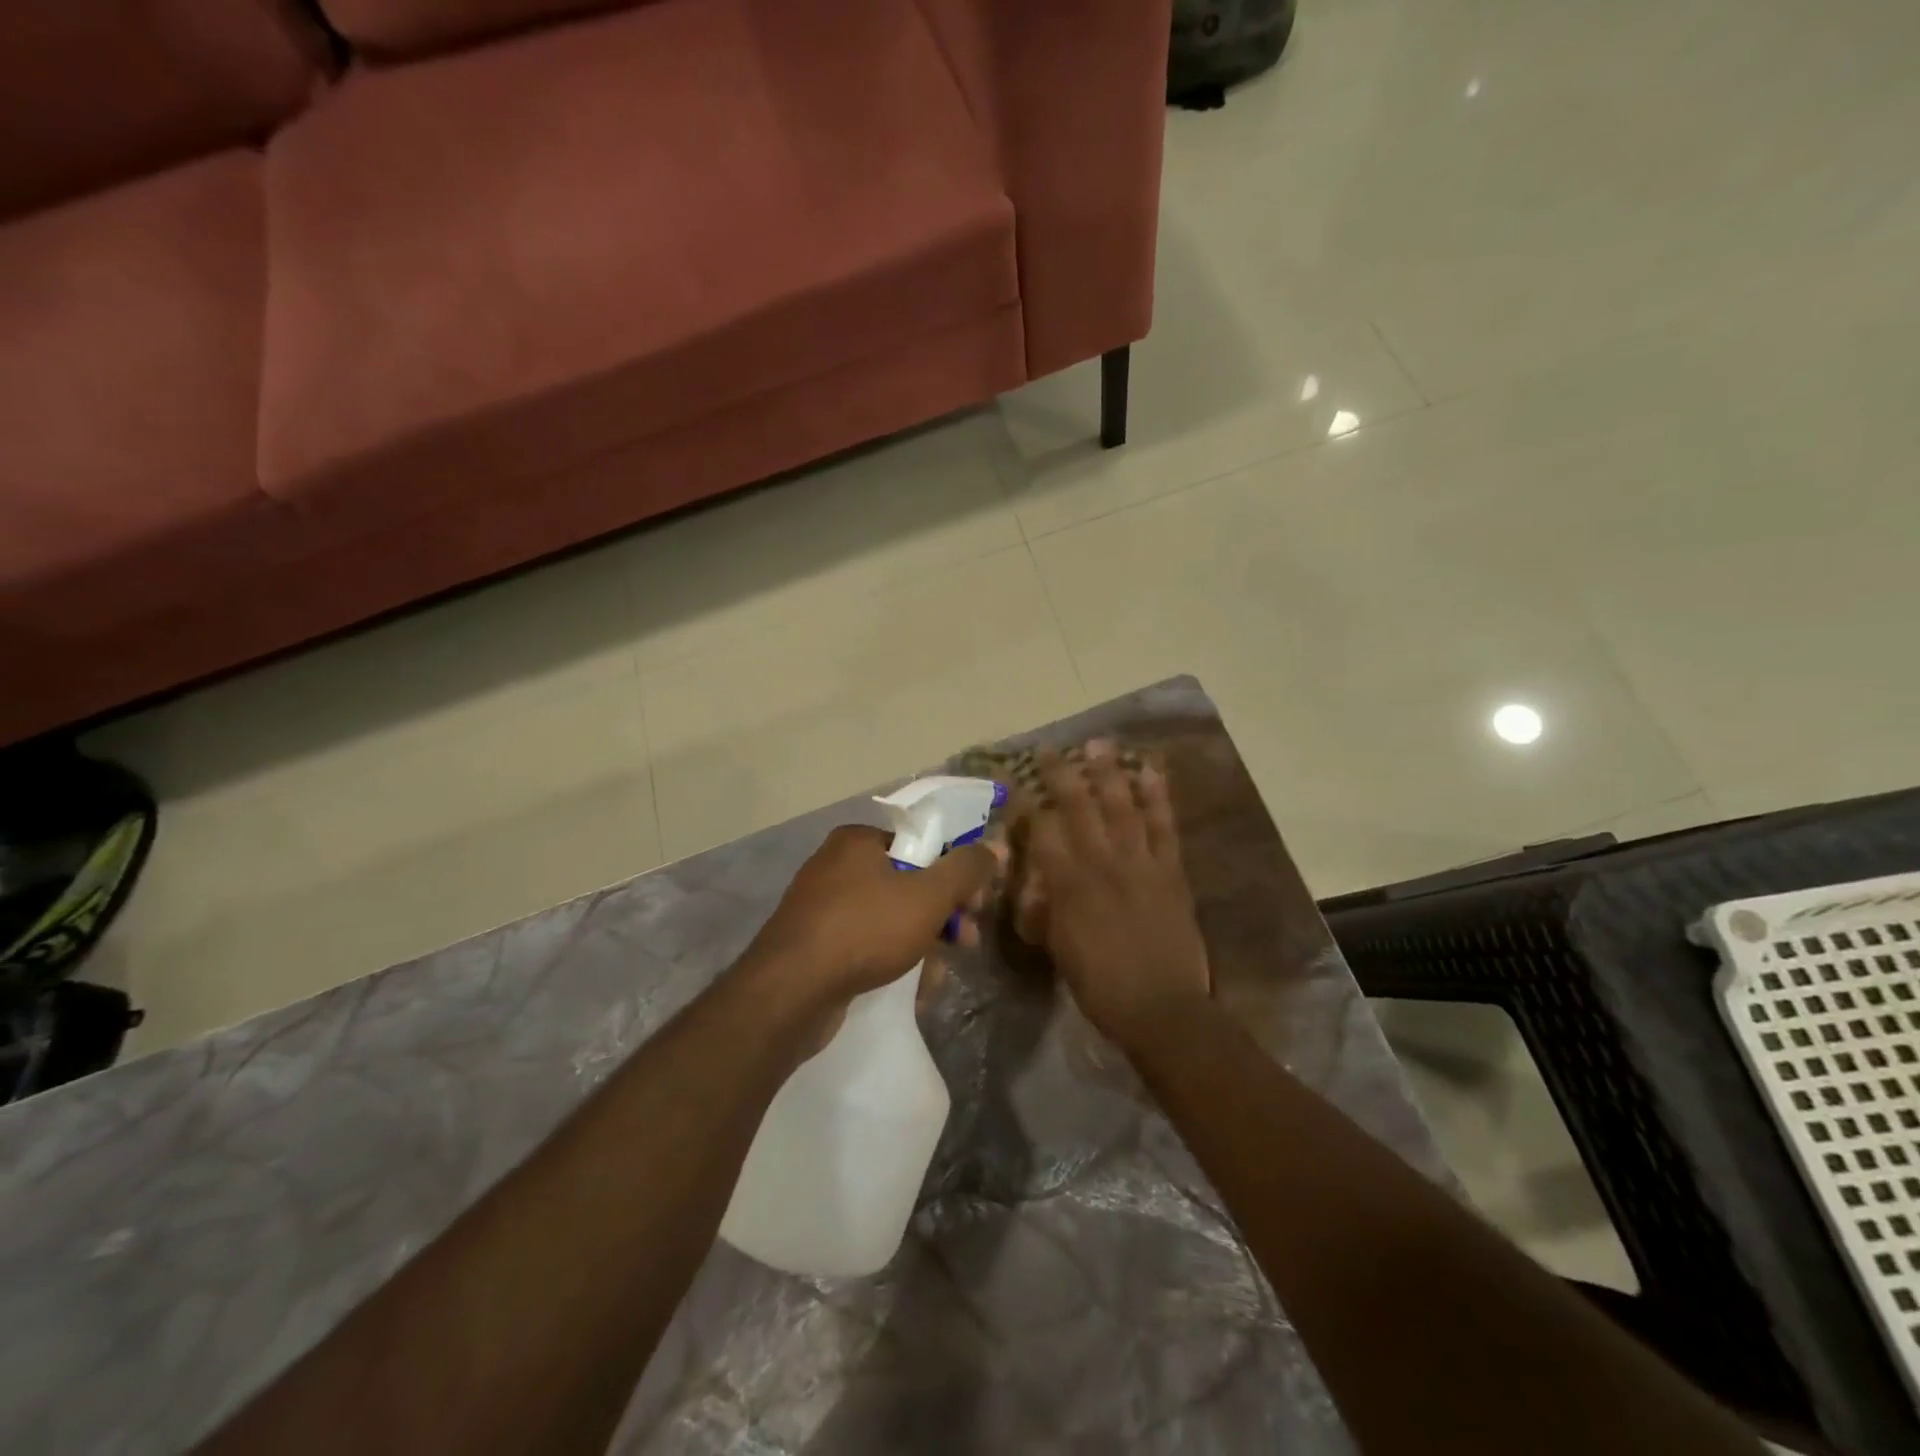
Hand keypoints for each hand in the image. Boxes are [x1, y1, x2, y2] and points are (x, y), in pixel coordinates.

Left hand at [744, 824, 998, 1030]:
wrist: (789, 993)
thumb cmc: (864, 930)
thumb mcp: (927, 896)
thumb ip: (965, 869)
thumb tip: (994, 846)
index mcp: (858, 840)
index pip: (921, 843)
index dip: (955, 869)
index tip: (975, 902)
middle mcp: (836, 865)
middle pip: (907, 880)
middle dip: (942, 912)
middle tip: (967, 940)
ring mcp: (822, 906)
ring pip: (889, 915)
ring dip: (922, 939)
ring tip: (940, 973)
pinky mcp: (815, 943)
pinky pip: (866, 941)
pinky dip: (891, 957)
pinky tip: (912, 986)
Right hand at [1025, 742, 1210, 1051]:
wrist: (1162, 1008)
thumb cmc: (1101, 985)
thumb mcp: (1058, 949)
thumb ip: (1045, 910)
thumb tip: (1034, 883)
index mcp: (1069, 885)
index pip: (1041, 832)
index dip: (1025, 803)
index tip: (1014, 781)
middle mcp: (1102, 863)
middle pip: (1079, 807)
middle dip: (1061, 774)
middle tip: (1050, 749)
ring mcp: (1140, 863)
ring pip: (1122, 807)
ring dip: (1109, 773)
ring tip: (1098, 744)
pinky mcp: (1170, 871)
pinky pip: (1164, 827)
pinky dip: (1158, 798)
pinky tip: (1151, 773)